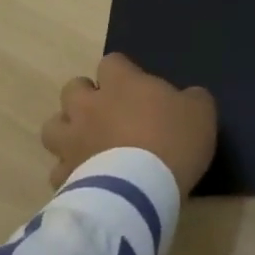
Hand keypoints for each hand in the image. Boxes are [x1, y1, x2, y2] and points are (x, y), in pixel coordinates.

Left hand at [42, 53, 218, 195]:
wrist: (141, 192)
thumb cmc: (173, 140)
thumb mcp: (200, 111)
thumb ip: (190, 98)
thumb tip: (186, 99)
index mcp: (121, 83)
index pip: (111, 62)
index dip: (122, 72)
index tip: (135, 85)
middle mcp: (90, 106)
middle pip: (72, 88)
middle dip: (86, 97)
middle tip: (107, 112)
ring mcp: (72, 142)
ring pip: (53, 126)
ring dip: (68, 130)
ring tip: (87, 143)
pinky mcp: (63, 178)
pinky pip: (58, 170)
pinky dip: (69, 172)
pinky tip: (86, 179)